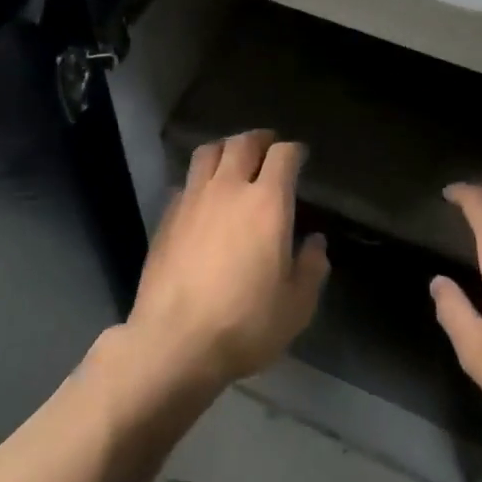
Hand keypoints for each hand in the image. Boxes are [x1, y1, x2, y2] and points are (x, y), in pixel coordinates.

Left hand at [125, 130, 329, 387]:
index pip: (283, 154)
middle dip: (260, 139)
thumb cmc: (245, 324)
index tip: (300, 157)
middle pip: (243, 142)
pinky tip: (203, 197)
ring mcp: (193, 199)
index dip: (294, 151)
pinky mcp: (167, 216)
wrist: (174, 342)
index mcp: (267, 202)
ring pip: (209, 152)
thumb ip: (311, 268)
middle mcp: (229, 189)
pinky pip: (186, 181)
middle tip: (268, 147)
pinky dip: (200, 179)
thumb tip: (315, 242)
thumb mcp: (296, 306)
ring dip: (226, 148)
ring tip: (234, 159)